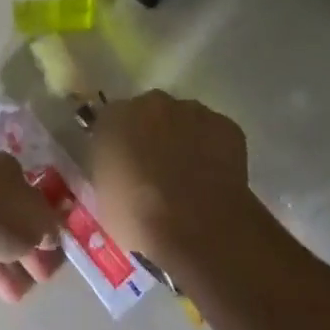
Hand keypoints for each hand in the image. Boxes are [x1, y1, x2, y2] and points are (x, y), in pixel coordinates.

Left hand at [0, 152, 64, 306]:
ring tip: (15, 297)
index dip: (42, 221)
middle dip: (23, 252)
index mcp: (3, 169)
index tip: (51, 248)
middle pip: (6, 220)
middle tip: (39, 279)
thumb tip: (51, 235)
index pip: (28, 192)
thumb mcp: (39, 220)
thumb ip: (49, 228)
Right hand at [86, 91, 252, 263]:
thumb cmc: (138, 216)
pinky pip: (215, 133)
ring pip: (185, 120)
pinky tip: (214, 178)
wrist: (195, 227)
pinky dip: (214, 150)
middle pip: (151, 113)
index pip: (113, 121)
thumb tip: (117, 168)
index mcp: (115, 117)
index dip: (121, 144)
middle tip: (158, 170)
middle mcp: (152, 103)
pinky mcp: (225, 126)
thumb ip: (108, 169)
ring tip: (190, 177)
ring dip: (184, 139)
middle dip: (154, 134)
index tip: (126, 167)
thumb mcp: (104, 196)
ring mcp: (192, 111)